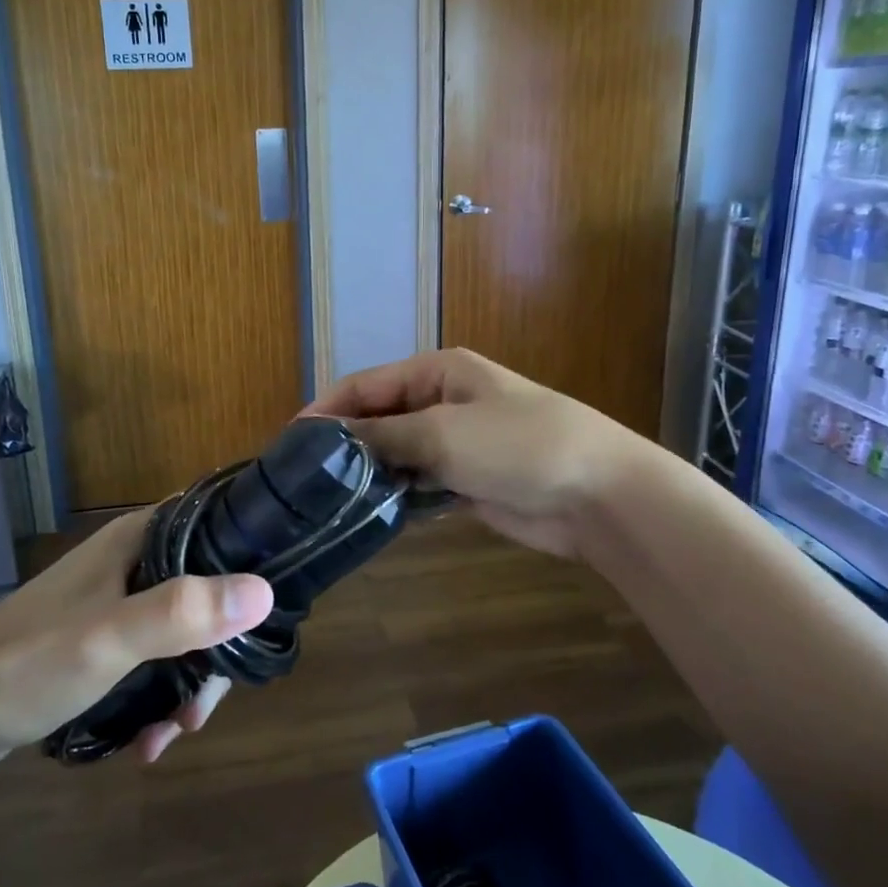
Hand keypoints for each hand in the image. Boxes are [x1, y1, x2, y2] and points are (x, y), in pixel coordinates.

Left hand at [0, 511, 273, 769]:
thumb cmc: (32, 661)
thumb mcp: (111, 636)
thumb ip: (185, 612)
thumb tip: (264, 593)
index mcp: (139, 538)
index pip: (216, 526)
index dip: (248, 561)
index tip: (263, 615)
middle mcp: (134, 559)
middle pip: (205, 590)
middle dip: (215, 650)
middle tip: (205, 705)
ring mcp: (117, 600)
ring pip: (183, 629)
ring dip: (187, 682)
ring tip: (174, 731)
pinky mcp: (103, 638)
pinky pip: (154, 656)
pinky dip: (160, 694)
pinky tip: (149, 739)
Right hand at [307, 349, 650, 558]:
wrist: (598, 494)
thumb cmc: (518, 445)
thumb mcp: (443, 432)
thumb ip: (384, 433)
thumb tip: (331, 437)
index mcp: (438, 371)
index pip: (367, 383)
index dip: (328, 408)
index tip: (289, 440)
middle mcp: (444, 401)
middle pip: (380, 417)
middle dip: (346, 442)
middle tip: (303, 477)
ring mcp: (457, 442)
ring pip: (398, 453)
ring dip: (370, 472)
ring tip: (325, 500)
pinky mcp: (468, 480)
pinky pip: (420, 483)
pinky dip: (397, 495)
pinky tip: (368, 515)